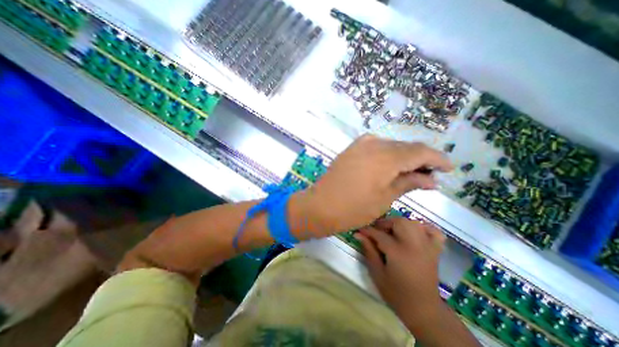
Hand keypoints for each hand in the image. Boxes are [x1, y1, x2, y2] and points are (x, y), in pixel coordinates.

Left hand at [304, 135, 452, 233]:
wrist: (320, 206)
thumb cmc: (354, 208)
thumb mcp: (385, 198)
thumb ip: (409, 183)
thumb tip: (432, 179)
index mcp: (386, 157)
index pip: (420, 151)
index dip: (437, 158)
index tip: (448, 168)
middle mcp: (374, 144)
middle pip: (405, 147)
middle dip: (420, 159)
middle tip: (428, 176)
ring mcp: (360, 144)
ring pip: (391, 146)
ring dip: (403, 157)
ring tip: (411, 173)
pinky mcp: (351, 149)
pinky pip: (376, 146)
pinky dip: (387, 155)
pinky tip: (390, 166)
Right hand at [356, 218, 447, 317]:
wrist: (424, 310)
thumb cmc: (396, 293)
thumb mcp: (377, 273)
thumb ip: (369, 251)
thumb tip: (359, 234)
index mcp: (398, 252)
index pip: (379, 234)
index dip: (368, 230)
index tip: (360, 230)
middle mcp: (414, 245)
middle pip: (399, 222)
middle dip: (385, 223)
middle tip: (377, 231)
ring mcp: (427, 247)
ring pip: (413, 223)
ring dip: (400, 224)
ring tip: (392, 231)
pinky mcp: (435, 250)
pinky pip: (433, 231)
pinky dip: (423, 228)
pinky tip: (414, 232)